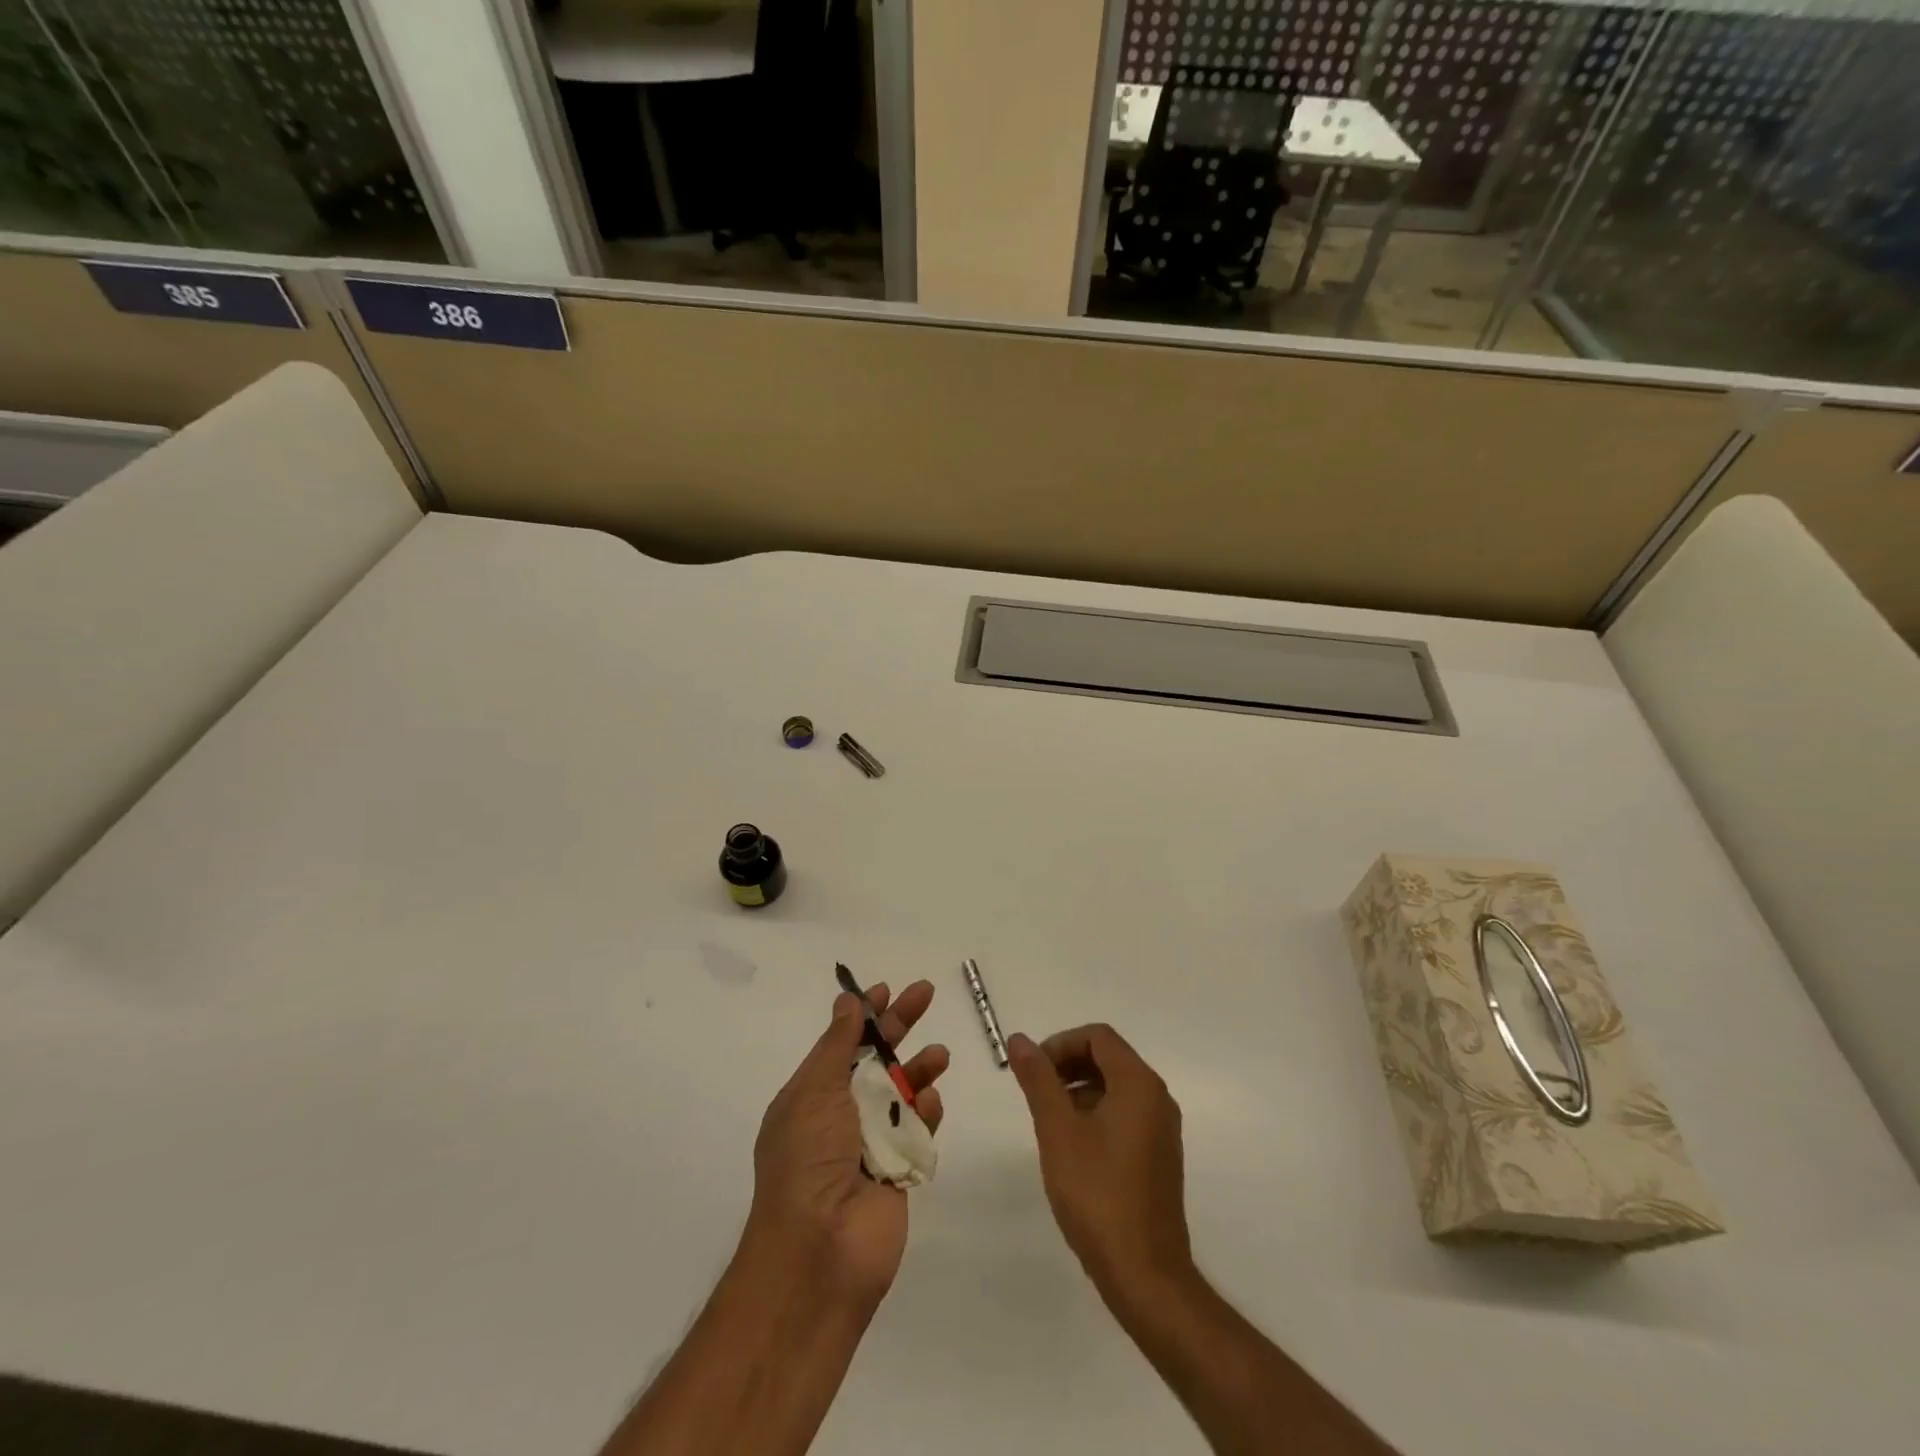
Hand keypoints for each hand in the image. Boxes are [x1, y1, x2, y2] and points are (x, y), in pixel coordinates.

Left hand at [747, 982, 948, 1309]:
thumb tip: (848, 1002)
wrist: (820, 1252)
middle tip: (926, 993)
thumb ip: (838, 1045)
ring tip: (940, 1055)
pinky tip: (932, 1102)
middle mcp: (841, 1116)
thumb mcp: (815, 1091)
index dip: (863, 1015)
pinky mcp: (900, 1171)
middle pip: (877, 1059)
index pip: (842, 1044)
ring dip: (920, 1069)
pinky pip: (918, 1130)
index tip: (885, 989)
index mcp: (812, 1096)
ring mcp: (872, 1144)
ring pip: (903, 1092)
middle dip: (900, 1025)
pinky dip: (926, 1112)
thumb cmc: (808, 1161)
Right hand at [1008, 1024, 1192, 1296]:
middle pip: (1108, 1058)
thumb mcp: (1057, 1131)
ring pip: (1115, 1088)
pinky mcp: (1159, 1157)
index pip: (1098, 1037)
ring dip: (1079, 1090)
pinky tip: (1072, 1148)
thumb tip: (1019, 1039)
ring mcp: (1162, 1129)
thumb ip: (1038, 1080)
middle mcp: (1157, 1098)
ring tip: (1048, 1122)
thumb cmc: (1097, 1194)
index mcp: (1139, 1084)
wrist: (1145, 1275)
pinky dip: (1095, 1114)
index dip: (1060, 1044)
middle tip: (1036, 1092)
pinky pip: (1125, 1114)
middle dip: (1068, 1065)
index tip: (1033, 1070)